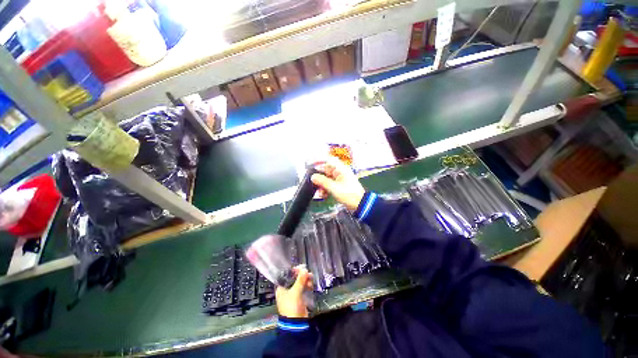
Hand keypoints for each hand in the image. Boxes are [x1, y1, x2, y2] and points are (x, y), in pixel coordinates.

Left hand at [275, 266, 312, 317]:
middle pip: (294, 278)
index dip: (292, 271)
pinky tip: (311, 284)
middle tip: (307, 272)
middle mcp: (286, 290)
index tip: (300, 268)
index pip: (286, 275)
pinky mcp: (299, 297)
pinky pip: (303, 288)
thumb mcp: (295, 292)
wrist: (296, 323)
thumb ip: (300, 280)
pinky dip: (307, 285)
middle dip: (301, 275)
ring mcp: (293, 294)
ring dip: (305, 279)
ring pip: (299, 283)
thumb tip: (305, 270)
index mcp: (281, 288)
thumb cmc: (291, 306)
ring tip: (310, 278)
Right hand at [311, 158, 365, 211]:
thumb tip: (313, 177)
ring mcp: (340, 179)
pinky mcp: (339, 186)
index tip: (311, 163)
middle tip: (313, 183)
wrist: (360, 204)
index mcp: (341, 169)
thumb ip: (322, 181)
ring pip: (326, 179)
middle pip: (326, 171)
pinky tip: (323, 195)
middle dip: (319, 178)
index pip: (329, 160)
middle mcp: (340, 172)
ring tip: (319, 193)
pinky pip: (329, 184)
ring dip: (322, 185)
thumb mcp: (334, 188)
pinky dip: (325, 189)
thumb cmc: (349, 194)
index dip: (319, 160)